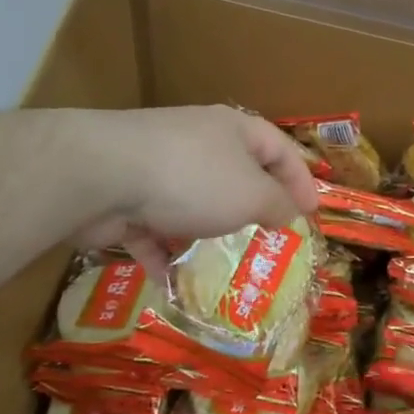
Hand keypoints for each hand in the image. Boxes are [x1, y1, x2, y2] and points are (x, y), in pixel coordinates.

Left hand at [67, 106, 319, 272]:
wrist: (102, 176)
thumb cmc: (193, 178)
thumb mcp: (251, 193)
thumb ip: (276, 205)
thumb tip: (288, 212)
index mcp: (234, 130)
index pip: (279, 149)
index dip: (300, 179)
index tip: (311, 213)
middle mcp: (198, 143)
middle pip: (235, 174)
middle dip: (251, 209)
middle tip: (269, 241)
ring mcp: (158, 169)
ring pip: (192, 204)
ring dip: (206, 234)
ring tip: (224, 268)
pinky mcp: (125, 198)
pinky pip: (153, 229)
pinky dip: (163, 254)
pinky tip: (172, 283)